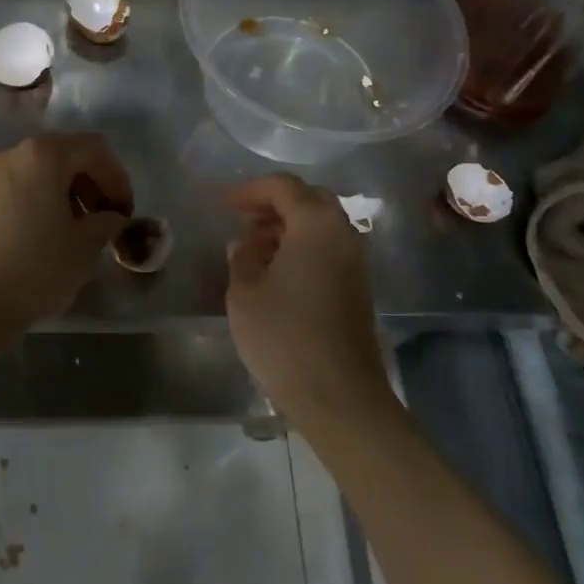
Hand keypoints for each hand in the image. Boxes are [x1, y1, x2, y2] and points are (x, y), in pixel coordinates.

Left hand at [0, 133, 133, 330]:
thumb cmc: (35, 268)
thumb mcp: (85, 246)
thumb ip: (106, 222)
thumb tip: (110, 217)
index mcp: (42, 155)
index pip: (93, 149)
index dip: (116, 177)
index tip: (124, 211)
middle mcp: (8, 153)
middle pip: (61, 155)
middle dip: (88, 184)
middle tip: (102, 219)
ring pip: (33, 172)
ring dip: (60, 193)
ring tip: (71, 230)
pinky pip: (10, 189)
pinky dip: (32, 202)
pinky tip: (37, 237)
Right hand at [225, 174, 391, 427]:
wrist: (340, 397)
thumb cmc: (285, 337)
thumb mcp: (245, 293)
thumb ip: (242, 258)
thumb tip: (244, 243)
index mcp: (316, 225)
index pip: (284, 186)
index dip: (251, 190)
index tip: (224, 205)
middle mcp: (343, 234)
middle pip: (309, 200)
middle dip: (273, 205)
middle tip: (243, 221)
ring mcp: (355, 262)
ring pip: (321, 226)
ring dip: (288, 228)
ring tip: (254, 250)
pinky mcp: (358, 287)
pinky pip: (328, 249)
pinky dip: (302, 248)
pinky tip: (277, 274)